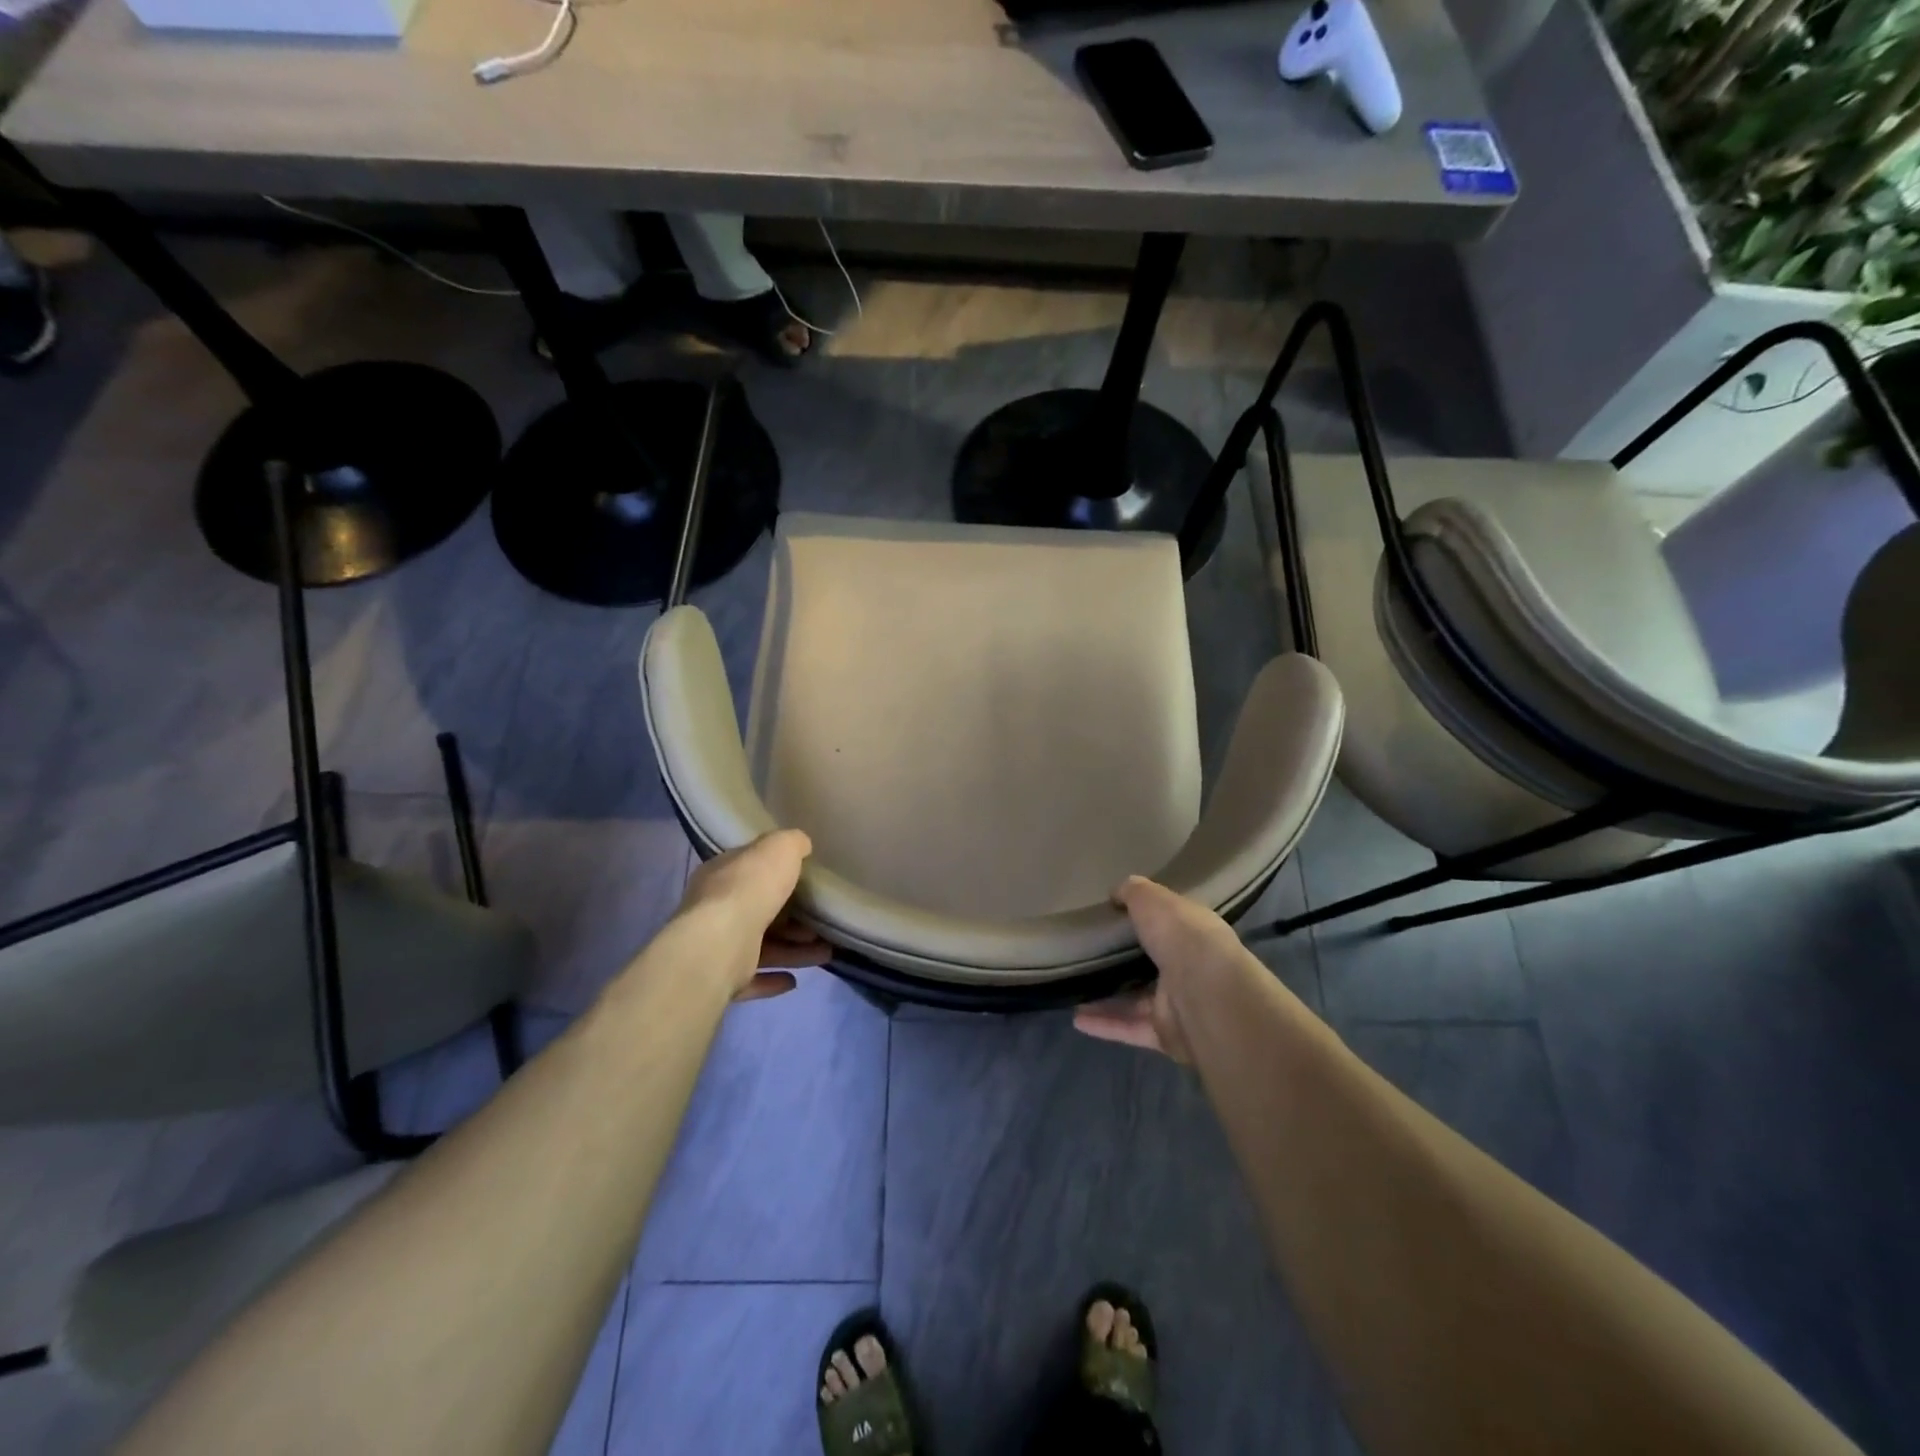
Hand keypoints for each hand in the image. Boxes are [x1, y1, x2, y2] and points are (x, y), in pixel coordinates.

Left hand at [675, 830, 832, 1001]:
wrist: (721, 943)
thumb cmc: (749, 889)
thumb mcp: (778, 849)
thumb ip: (791, 843)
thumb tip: (801, 844)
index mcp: (721, 875)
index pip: (749, 870)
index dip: (777, 873)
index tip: (807, 880)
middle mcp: (715, 909)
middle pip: (760, 911)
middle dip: (793, 918)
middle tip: (823, 921)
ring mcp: (717, 946)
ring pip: (762, 947)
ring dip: (793, 950)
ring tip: (826, 952)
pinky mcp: (722, 979)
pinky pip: (753, 979)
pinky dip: (773, 979)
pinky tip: (795, 980)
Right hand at [1073, 876, 1246, 1063]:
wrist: (1205, 993)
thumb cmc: (1182, 937)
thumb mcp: (1153, 900)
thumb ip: (1134, 893)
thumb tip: (1118, 891)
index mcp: (1193, 933)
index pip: (1169, 924)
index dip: (1145, 918)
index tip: (1114, 914)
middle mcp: (1190, 968)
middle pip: (1152, 963)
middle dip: (1124, 960)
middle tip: (1088, 952)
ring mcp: (1179, 1004)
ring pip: (1137, 1000)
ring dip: (1107, 996)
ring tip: (1074, 987)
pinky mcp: (1165, 1034)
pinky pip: (1130, 1028)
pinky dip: (1104, 1024)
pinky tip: (1077, 1018)